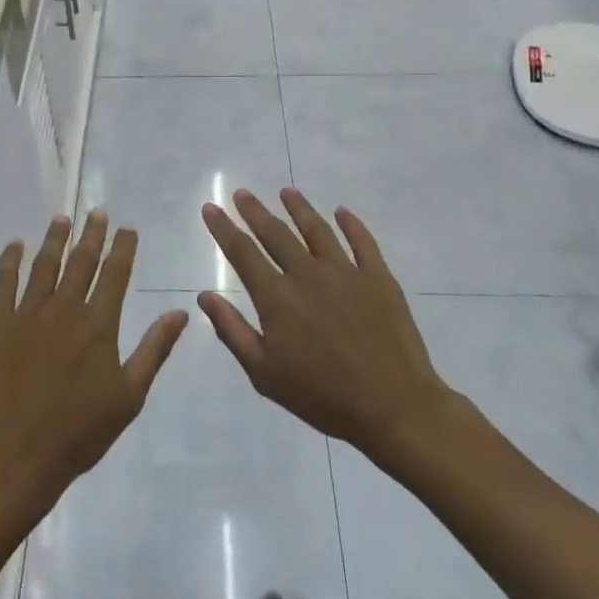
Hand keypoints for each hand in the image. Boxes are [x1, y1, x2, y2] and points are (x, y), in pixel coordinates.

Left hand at [0, 211, 186, 512]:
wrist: (18, 453)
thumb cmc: (80, 431)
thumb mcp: (129, 395)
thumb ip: (154, 350)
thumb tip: (180, 313)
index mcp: (99, 325)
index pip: (115, 274)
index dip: (122, 248)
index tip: (126, 228)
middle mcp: (65, 309)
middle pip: (81, 262)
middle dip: (91, 234)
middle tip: (96, 212)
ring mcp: (28, 314)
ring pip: (44, 265)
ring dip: (55, 240)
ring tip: (62, 219)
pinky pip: (3, 282)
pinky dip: (10, 260)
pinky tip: (15, 245)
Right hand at [199, 189, 455, 464]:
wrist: (393, 407)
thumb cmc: (322, 396)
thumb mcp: (264, 374)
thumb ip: (233, 331)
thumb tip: (205, 296)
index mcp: (277, 298)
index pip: (243, 252)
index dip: (224, 228)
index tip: (211, 208)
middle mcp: (308, 274)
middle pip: (276, 233)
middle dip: (255, 211)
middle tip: (242, 193)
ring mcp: (346, 272)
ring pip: (317, 229)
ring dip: (299, 208)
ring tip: (287, 192)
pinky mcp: (379, 278)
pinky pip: (363, 242)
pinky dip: (351, 224)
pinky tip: (342, 212)